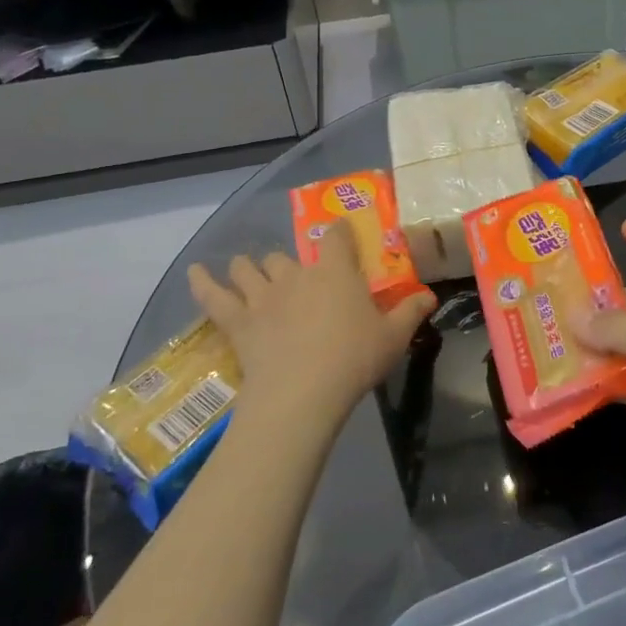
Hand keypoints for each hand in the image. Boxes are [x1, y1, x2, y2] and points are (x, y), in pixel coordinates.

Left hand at [188, 224, 433, 434]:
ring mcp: (263, 296)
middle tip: (297, 280)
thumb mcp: (393, 338)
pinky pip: (214, 296)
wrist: (303, 393)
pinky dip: (202, 282)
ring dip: (249, 268)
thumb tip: (430, 295)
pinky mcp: (238, 321)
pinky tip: (195, 272)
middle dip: (289, 264)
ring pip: (249, 269)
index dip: (338, 232)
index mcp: (335, 272)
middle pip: (286, 256)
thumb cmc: (354, 359)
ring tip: (248, 270)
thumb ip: (411, 312)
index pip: (336, 237)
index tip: (341, 233)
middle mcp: (296, 274)